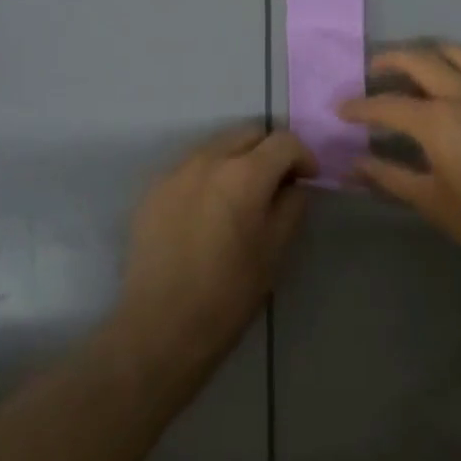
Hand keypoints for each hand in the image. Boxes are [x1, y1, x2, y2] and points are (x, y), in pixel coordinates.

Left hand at [115, 125, 314, 368]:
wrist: (161, 327)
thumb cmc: (229, 293)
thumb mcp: (275, 251)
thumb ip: (291, 206)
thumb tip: (293, 185)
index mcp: (244, 174)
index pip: (284, 141)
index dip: (303, 156)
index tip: (308, 179)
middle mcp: (207, 160)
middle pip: (248, 134)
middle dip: (269, 151)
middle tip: (276, 183)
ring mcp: (175, 172)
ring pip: (216, 146)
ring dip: (236, 160)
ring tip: (239, 196)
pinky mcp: (151, 190)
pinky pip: (189, 168)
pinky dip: (207, 177)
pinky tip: (207, 211)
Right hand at [337, 43, 460, 285]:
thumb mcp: (434, 204)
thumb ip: (391, 177)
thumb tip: (355, 164)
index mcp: (436, 121)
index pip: (386, 105)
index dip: (359, 107)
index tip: (340, 108)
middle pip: (417, 59)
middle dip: (388, 61)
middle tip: (372, 72)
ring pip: (453, 52)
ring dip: (426, 54)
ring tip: (414, 68)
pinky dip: (457, 66)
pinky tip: (455, 87)